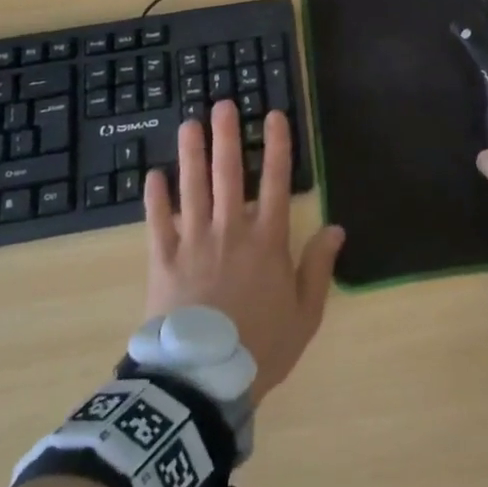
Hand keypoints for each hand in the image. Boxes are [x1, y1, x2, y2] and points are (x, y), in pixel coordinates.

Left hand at [143, 99, 345, 401]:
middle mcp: (231, 230)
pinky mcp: (163, 260)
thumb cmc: (260, 346)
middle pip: (230, 174)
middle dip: (227, 136)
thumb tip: (335, 228)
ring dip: (191, 153)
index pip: (277, 181)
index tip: (273, 115)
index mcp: (267, 240)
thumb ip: (318, 267)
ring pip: (192, 187)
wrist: (202, 382)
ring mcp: (194, 242)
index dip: (277, 146)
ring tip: (189, 123)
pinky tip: (152, 174)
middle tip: (222, 104)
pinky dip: (154, 198)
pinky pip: (157, 222)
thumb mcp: (305, 313)